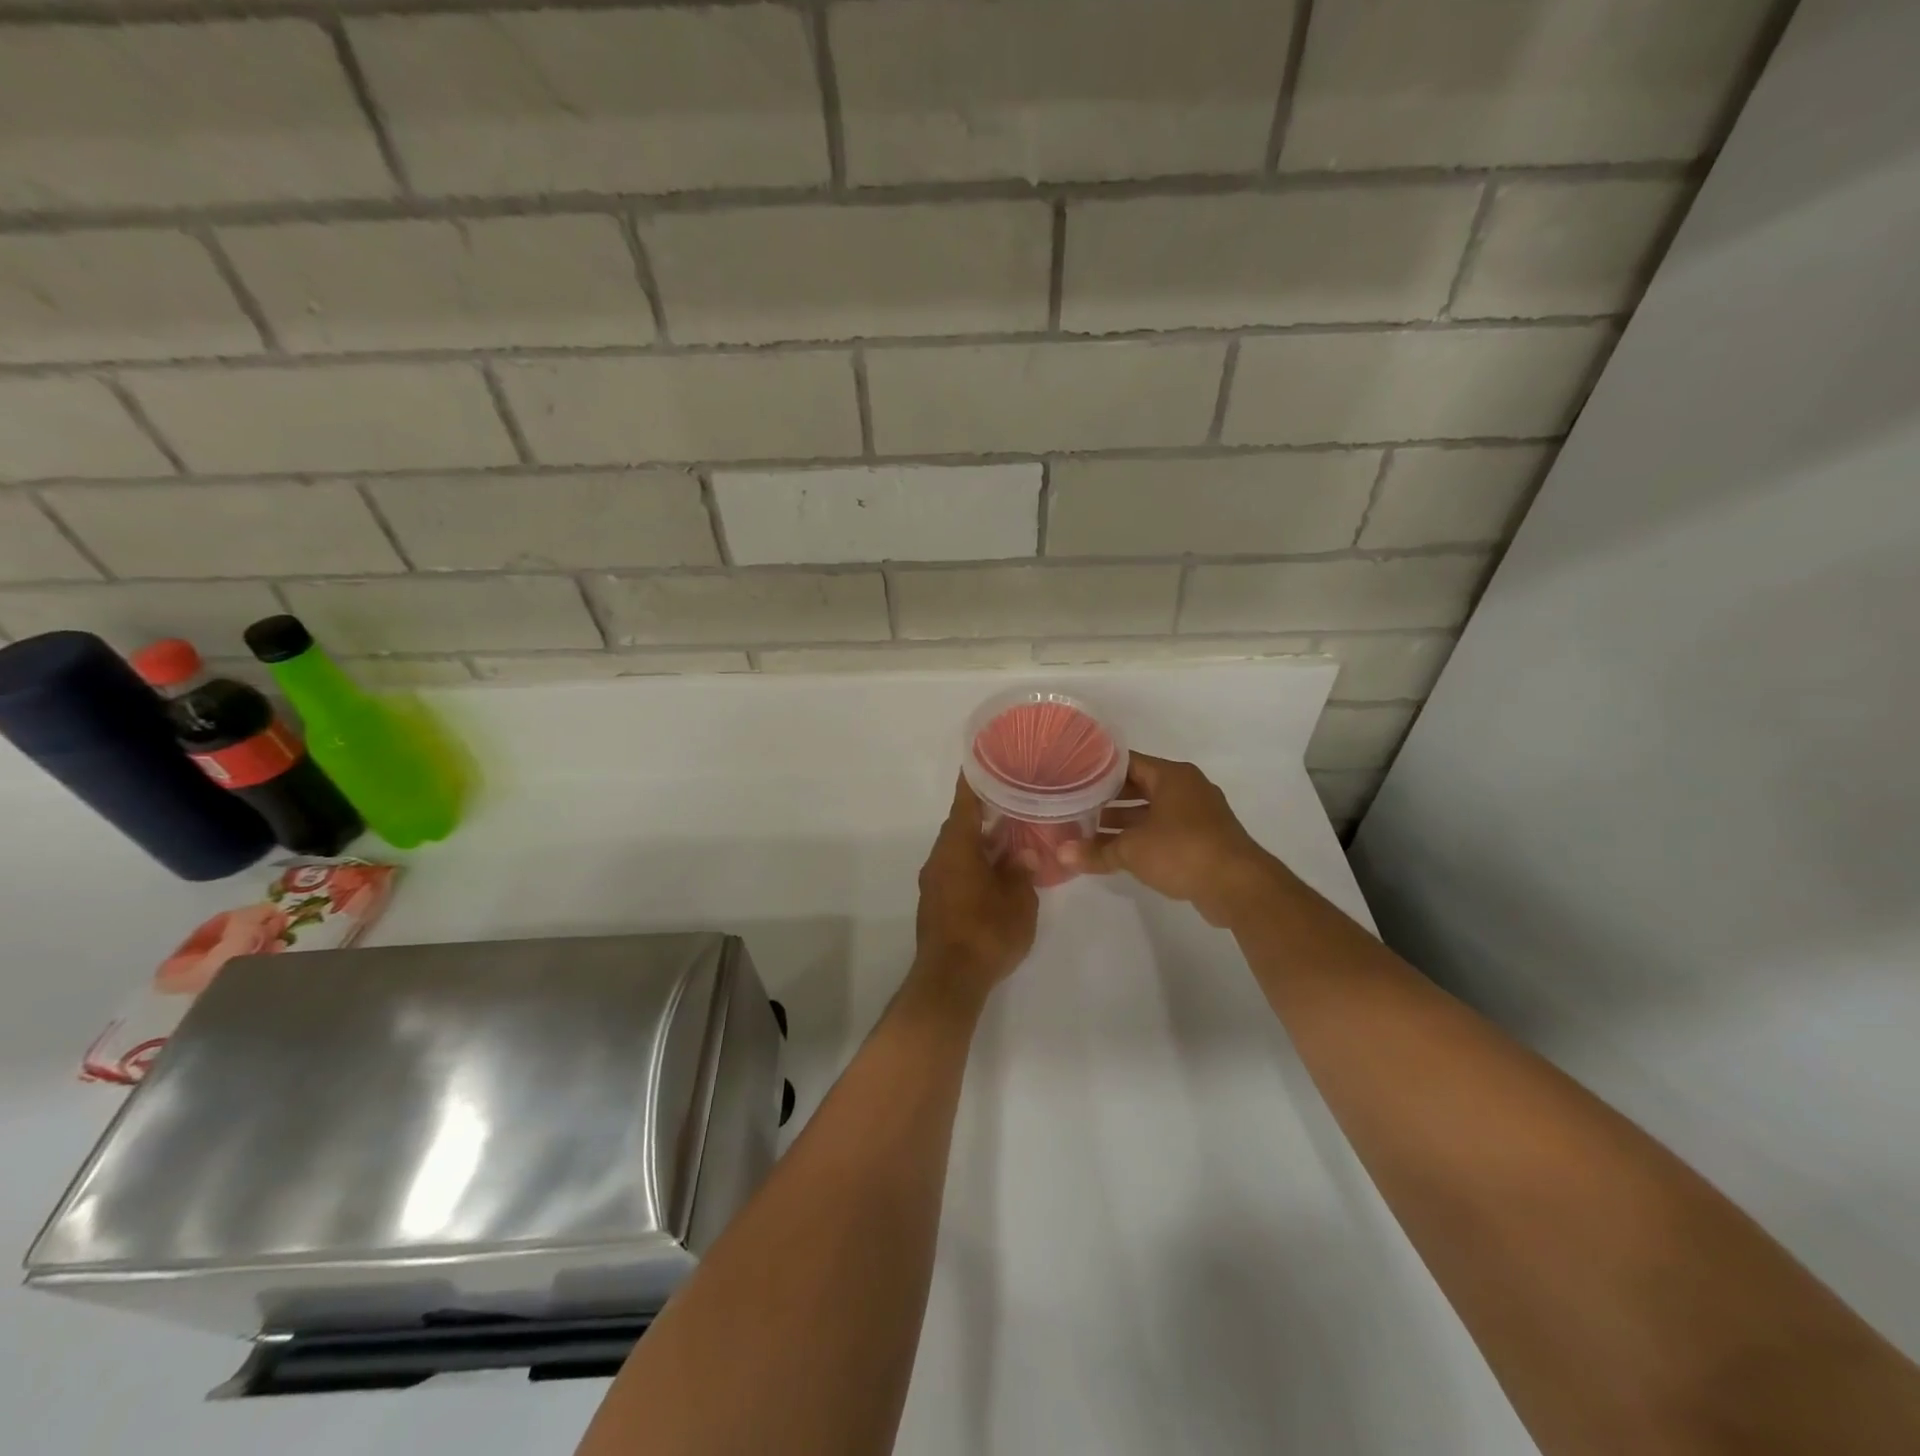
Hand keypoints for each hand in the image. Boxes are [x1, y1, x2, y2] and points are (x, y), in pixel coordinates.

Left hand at [914, 777, 1039, 998]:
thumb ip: (1021, 871)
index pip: (965, 803)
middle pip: (960, 826)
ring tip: (1010, 837)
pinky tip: (996, 873)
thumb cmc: (987, 931)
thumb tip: (1023, 854)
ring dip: (980, 843)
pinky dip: (974, 864)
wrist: (950, 979)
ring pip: (958, 851)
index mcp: (957, 847)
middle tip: (1012, 802)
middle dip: (984, 814)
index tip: (984, 761)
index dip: (975, 781)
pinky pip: (955, 871)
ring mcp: (933, 883)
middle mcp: (939, 858)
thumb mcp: (1018, 899)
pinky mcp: (934, 904)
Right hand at [1059, 753, 1291, 926]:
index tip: (1071, 777)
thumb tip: (1060, 855)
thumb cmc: (1182, 851)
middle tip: (1074, 805)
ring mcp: (1197, 814)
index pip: (1126, 762)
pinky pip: (1164, 830)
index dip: (1097, 769)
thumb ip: (1095, 851)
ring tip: (1087, 831)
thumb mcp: (1132, 850)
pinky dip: (1142, 837)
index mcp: (1172, 776)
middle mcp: (1186, 788)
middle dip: (1106, 798)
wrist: (1238, 886)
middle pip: (1138, 786)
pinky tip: (1116, 852)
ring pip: (1151, 811)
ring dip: (1123, 821)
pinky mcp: (1203, 839)